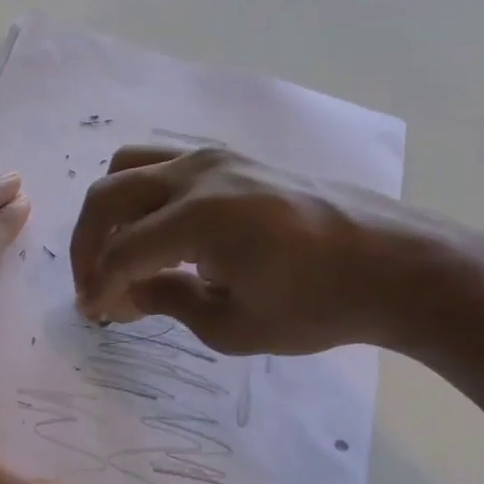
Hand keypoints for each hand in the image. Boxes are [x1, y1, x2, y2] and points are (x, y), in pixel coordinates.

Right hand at [69, 145, 437, 355]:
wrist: (395, 264)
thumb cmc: (318, 305)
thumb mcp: (234, 327)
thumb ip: (168, 302)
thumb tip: (128, 292)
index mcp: (199, 219)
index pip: (121, 251)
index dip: (99, 286)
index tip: (93, 314)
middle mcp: (198, 175)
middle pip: (109, 195)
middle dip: (88, 243)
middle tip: (94, 283)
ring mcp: (216, 158)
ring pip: (129, 164)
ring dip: (110, 208)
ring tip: (119, 247)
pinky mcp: (234, 157)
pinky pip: (163, 160)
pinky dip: (142, 190)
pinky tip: (158, 226)